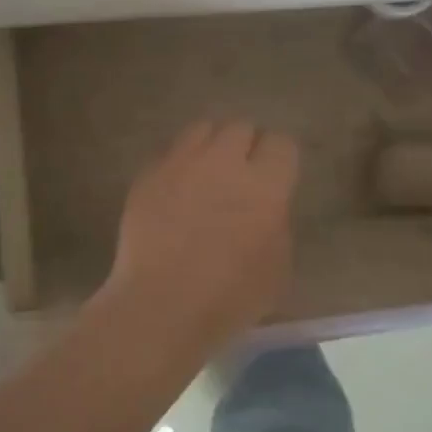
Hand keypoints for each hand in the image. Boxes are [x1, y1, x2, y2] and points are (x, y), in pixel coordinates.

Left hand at [108, 120, 300, 341]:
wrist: (161, 304)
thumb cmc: (229, 297)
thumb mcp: (276, 267)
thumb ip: (276, 222)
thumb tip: (265, 205)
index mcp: (265, 185)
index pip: (281, 143)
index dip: (279, 158)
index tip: (275, 176)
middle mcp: (224, 161)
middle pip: (240, 127)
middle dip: (244, 146)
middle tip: (240, 174)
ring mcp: (181, 162)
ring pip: (202, 129)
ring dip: (210, 145)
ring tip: (206, 172)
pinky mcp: (149, 173)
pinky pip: (170, 152)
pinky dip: (178, 164)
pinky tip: (176, 191)